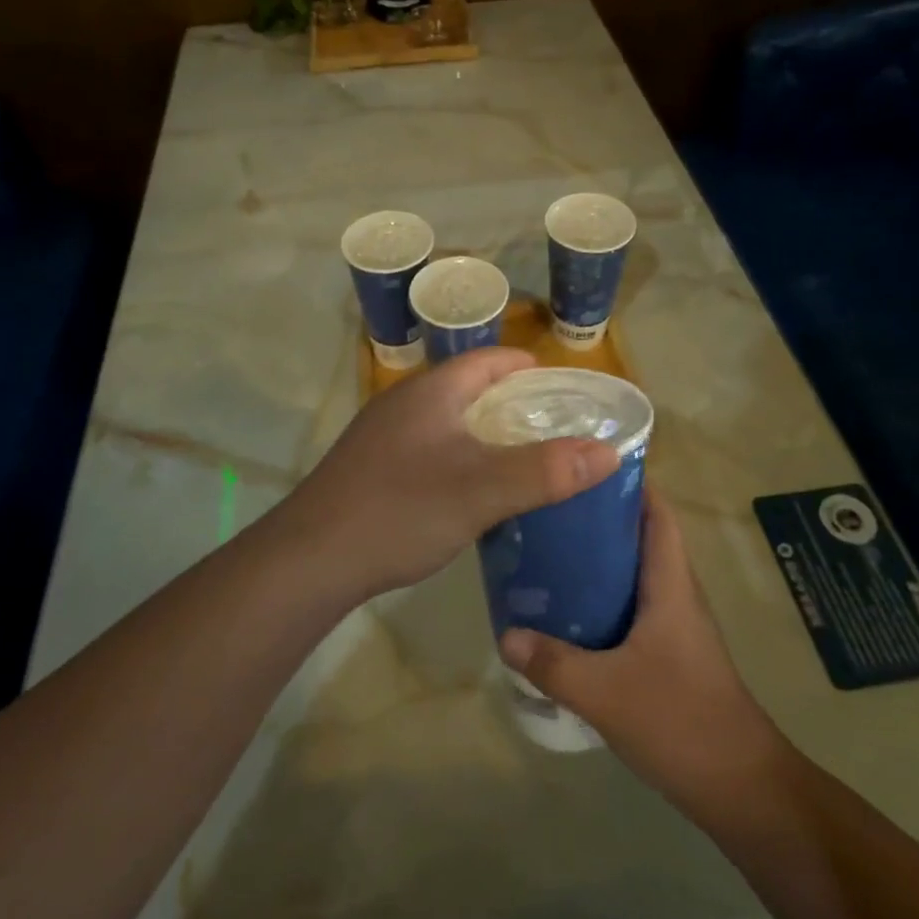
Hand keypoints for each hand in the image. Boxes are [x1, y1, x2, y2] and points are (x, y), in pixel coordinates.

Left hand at [277, 347, 620, 601]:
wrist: (310, 558)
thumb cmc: (399, 510)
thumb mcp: (481, 490)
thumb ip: (545, 470)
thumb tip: (608, 450)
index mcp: (431, 392)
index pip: (486, 360)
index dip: (525, 366)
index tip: (561, 385)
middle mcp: (404, 403)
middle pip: (467, 388)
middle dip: (510, 401)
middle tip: (552, 426)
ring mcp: (383, 436)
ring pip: (447, 421)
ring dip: (484, 432)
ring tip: (522, 457)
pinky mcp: (372, 468)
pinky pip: (430, 448)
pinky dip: (460, 457)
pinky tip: (472, 490)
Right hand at [499, 491, 788, 816]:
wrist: (742, 790)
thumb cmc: (682, 722)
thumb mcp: (606, 692)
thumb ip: (553, 663)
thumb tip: (505, 634)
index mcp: (670, 584)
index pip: (657, 512)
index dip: (629, 481)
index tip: (584, 462)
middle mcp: (675, 593)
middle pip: (640, 535)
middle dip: (598, 515)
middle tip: (548, 505)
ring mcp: (674, 625)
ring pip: (634, 572)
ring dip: (598, 557)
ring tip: (547, 548)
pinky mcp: (668, 653)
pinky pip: (631, 605)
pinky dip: (602, 595)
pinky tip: (567, 610)